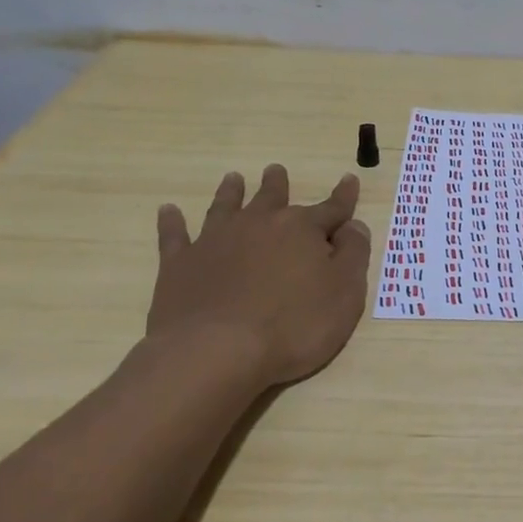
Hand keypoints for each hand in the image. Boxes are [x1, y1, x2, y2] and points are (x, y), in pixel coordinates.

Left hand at [147, 164, 371, 390]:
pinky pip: (175, 235)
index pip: (331, 209)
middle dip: (277, 184)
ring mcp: (215, 241)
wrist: (216, 352)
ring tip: (233, 178)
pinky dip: (172, 222)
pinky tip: (168, 210)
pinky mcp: (180, 263)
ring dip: (231, 192)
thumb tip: (354, 226)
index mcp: (302, 230)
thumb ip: (353, 255)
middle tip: (275, 170)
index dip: (343, 197)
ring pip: (226, 206)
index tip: (349, 180)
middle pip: (272, 198)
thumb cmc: (293, 326)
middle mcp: (259, 224)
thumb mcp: (345, 295)